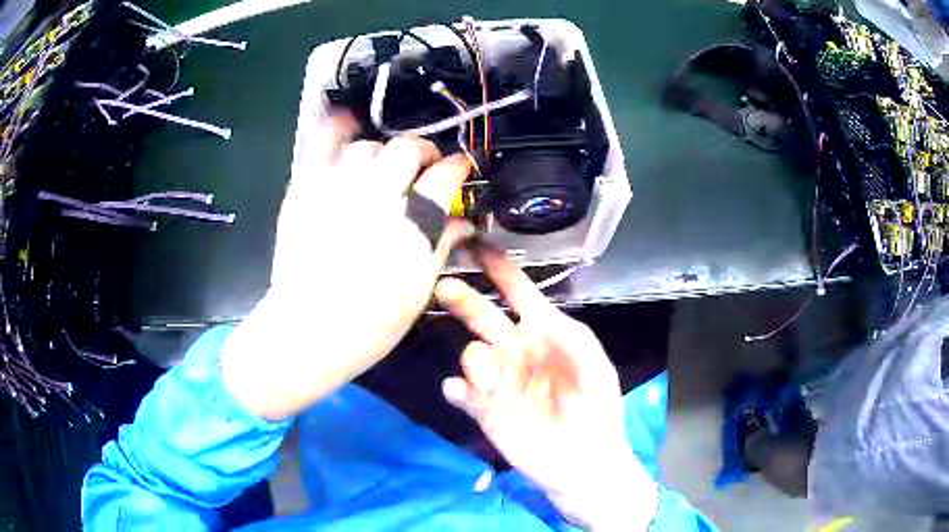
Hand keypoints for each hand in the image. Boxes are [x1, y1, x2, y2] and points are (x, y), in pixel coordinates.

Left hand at [222, 112, 471, 420]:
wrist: (308, 331)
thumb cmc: (371, 323)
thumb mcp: (419, 289)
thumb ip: (442, 246)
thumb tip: (463, 223)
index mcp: (413, 223)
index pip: (445, 175)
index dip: (457, 166)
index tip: (459, 167)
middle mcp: (378, 196)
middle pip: (407, 149)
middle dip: (422, 151)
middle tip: (424, 165)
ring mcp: (338, 190)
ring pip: (368, 146)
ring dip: (383, 151)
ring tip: (384, 166)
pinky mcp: (307, 192)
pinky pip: (321, 147)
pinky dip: (336, 129)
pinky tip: (347, 122)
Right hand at [435, 245, 658, 529]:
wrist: (586, 463)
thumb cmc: (597, 410)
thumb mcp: (595, 368)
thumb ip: (572, 337)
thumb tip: (537, 314)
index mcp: (545, 335)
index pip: (519, 295)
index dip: (500, 270)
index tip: (477, 244)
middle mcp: (517, 351)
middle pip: (483, 317)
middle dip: (465, 299)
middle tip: (445, 287)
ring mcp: (499, 381)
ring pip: (472, 355)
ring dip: (477, 359)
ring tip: (493, 374)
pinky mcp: (486, 410)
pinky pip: (462, 393)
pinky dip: (458, 389)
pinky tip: (464, 392)